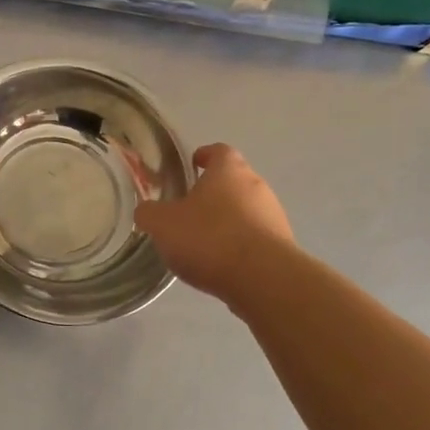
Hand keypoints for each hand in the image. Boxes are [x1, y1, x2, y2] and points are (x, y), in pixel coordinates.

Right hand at [134, 144, 294, 300]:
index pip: (218, 151)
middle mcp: (257, 185)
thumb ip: (149, 213)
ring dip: (227, 221)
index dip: (204, 156)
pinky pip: (255, 238)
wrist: (262, 278)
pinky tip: (222, 264)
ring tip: (204, 243)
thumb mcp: (163, 224)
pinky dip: (240, 245)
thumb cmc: (209, 238)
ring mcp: (274, 215)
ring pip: (246, 210)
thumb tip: (146, 210)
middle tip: (189, 210)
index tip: (192, 164)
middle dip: (213, 193)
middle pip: (233, 181)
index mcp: (229, 170)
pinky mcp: (282, 245)